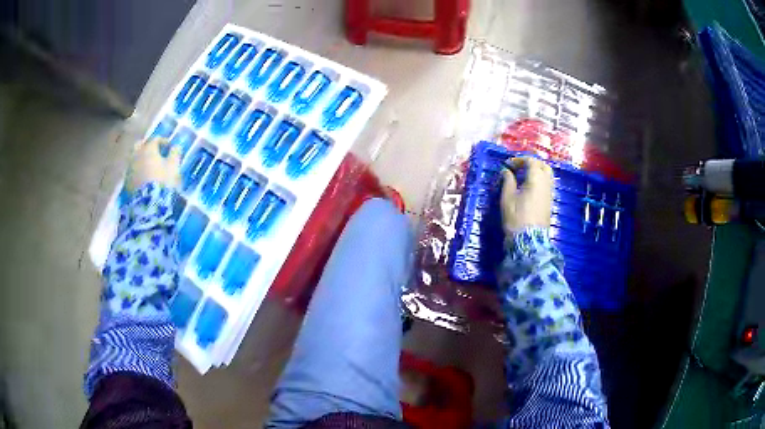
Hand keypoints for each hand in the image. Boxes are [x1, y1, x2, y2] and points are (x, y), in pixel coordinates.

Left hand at [124, 138, 181, 193]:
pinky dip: (137, 171)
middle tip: (153, 152)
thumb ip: (175, 154)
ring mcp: (130, 169)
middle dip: (146, 146)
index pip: (155, 139)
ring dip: (141, 159)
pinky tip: (142, 178)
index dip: (163, 141)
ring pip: (134, 158)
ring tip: (148, 167)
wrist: (148, 204)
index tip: (169, 147)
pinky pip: (132, 172)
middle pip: (139, 145)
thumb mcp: (174, 167)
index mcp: (149, 149)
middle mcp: (137, 155)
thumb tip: (176, 146)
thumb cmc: (163, 181)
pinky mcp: (126, 182)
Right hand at [501, 157, 553, 233]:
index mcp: (536, 178)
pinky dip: (539, 181)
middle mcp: (546, 183)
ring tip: (524, 177)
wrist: (529, 239)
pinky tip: (529, 187)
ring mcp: (550, 193)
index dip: (519, 160)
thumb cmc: (517, 216)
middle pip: (543, 166)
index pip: (531, 161)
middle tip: (519, 167)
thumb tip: (506, 171)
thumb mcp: (507, 197)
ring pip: (547, 175)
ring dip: (536, 172)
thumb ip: (508, 181)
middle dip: (531, 163)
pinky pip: (547, 184)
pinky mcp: (550, 202)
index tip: (507, 164)